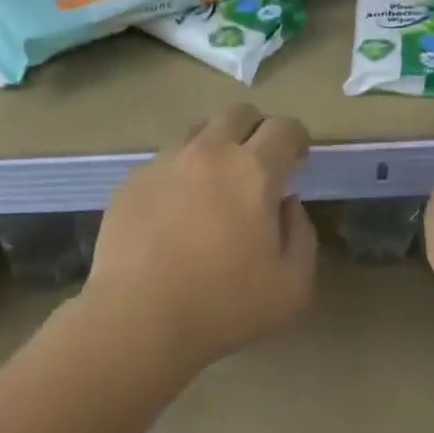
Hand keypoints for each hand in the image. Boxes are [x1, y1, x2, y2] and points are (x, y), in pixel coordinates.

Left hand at [82, 103, 317, 369]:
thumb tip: (286, 204)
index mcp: (253, 170)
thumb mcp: (293, 286)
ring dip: (215, 148)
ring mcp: (164, 163)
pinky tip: (175, 212)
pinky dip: (180, 175)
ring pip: (197, 133)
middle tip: (259, 163)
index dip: (297, 138)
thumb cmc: (224, 305)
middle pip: (238, 113)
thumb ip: (302, 235)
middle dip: (256, 129)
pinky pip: (164, 162)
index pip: (284, 128)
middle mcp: (208, 153)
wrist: (137, 318)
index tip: (298, 158)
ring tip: (214, 185)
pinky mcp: (131, 182)